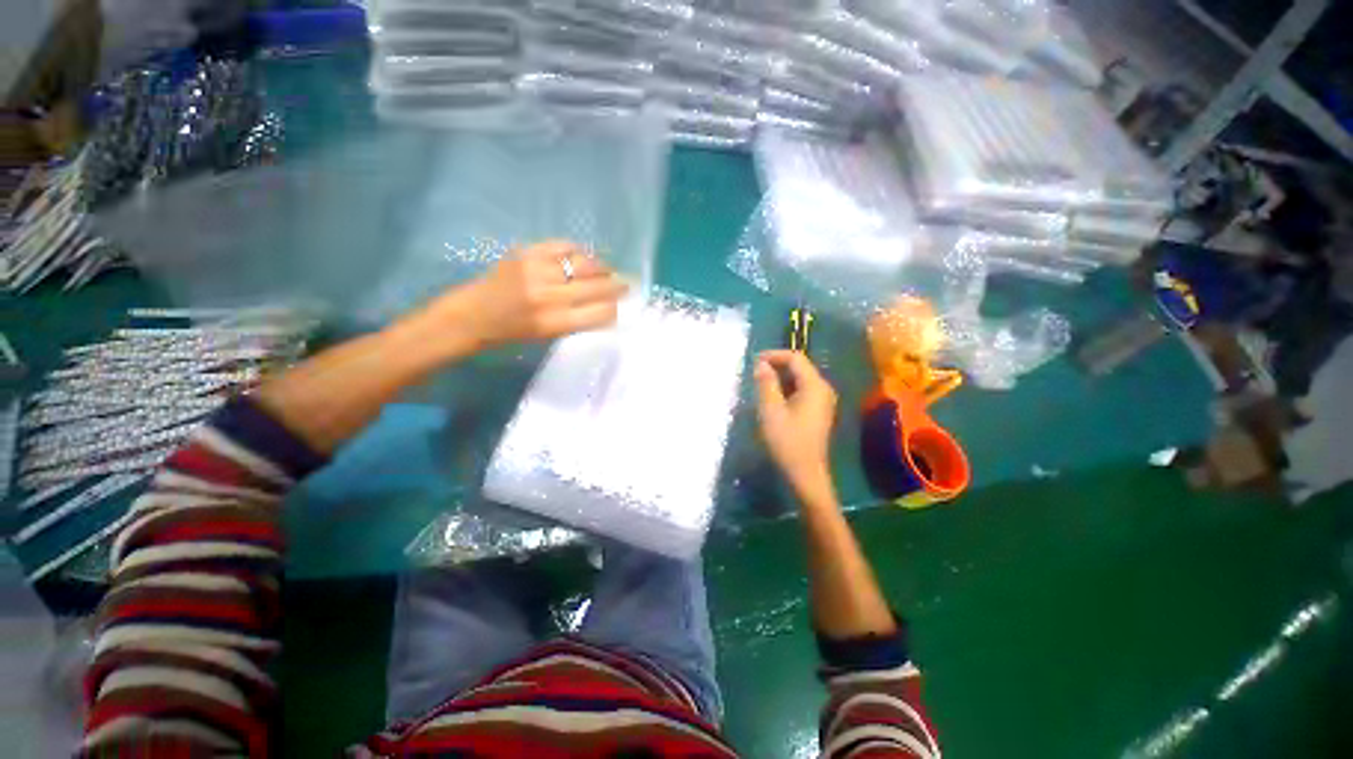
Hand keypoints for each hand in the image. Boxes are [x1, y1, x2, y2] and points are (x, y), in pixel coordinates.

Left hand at [439, 240, 628, 351]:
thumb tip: (607, 307)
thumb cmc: (513, 333)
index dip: (615, 308)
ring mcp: (537, 270)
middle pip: (597, 286)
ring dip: (602, 267)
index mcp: (555, 322)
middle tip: (625, 284)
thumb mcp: (549, 336)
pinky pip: (564, 245)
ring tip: (606, 270)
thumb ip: (579, 321)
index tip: (620, 305)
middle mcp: (549, 295)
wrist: (473, 314)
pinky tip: (583, 258)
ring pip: (585, 263)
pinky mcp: (527, 252)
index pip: (601, 312)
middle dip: (616, 285)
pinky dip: (579, 251)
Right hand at [753, 350, 837, 503]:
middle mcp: (823, 389)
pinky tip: (773, 396)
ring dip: (780, 377)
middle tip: (754, 372)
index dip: (774, 355)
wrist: (805, 473)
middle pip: (800, 366)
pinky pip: (802, 390)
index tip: (753, 361)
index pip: (795, 358)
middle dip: (777, 365)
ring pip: (800, 378)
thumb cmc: (787, 441)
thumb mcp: (771, 410)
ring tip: (760, 383)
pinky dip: (786, 388)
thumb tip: (761, 364)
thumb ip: (766, 383)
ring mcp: (823, 400)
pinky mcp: (818, 411)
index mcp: (815, 386)